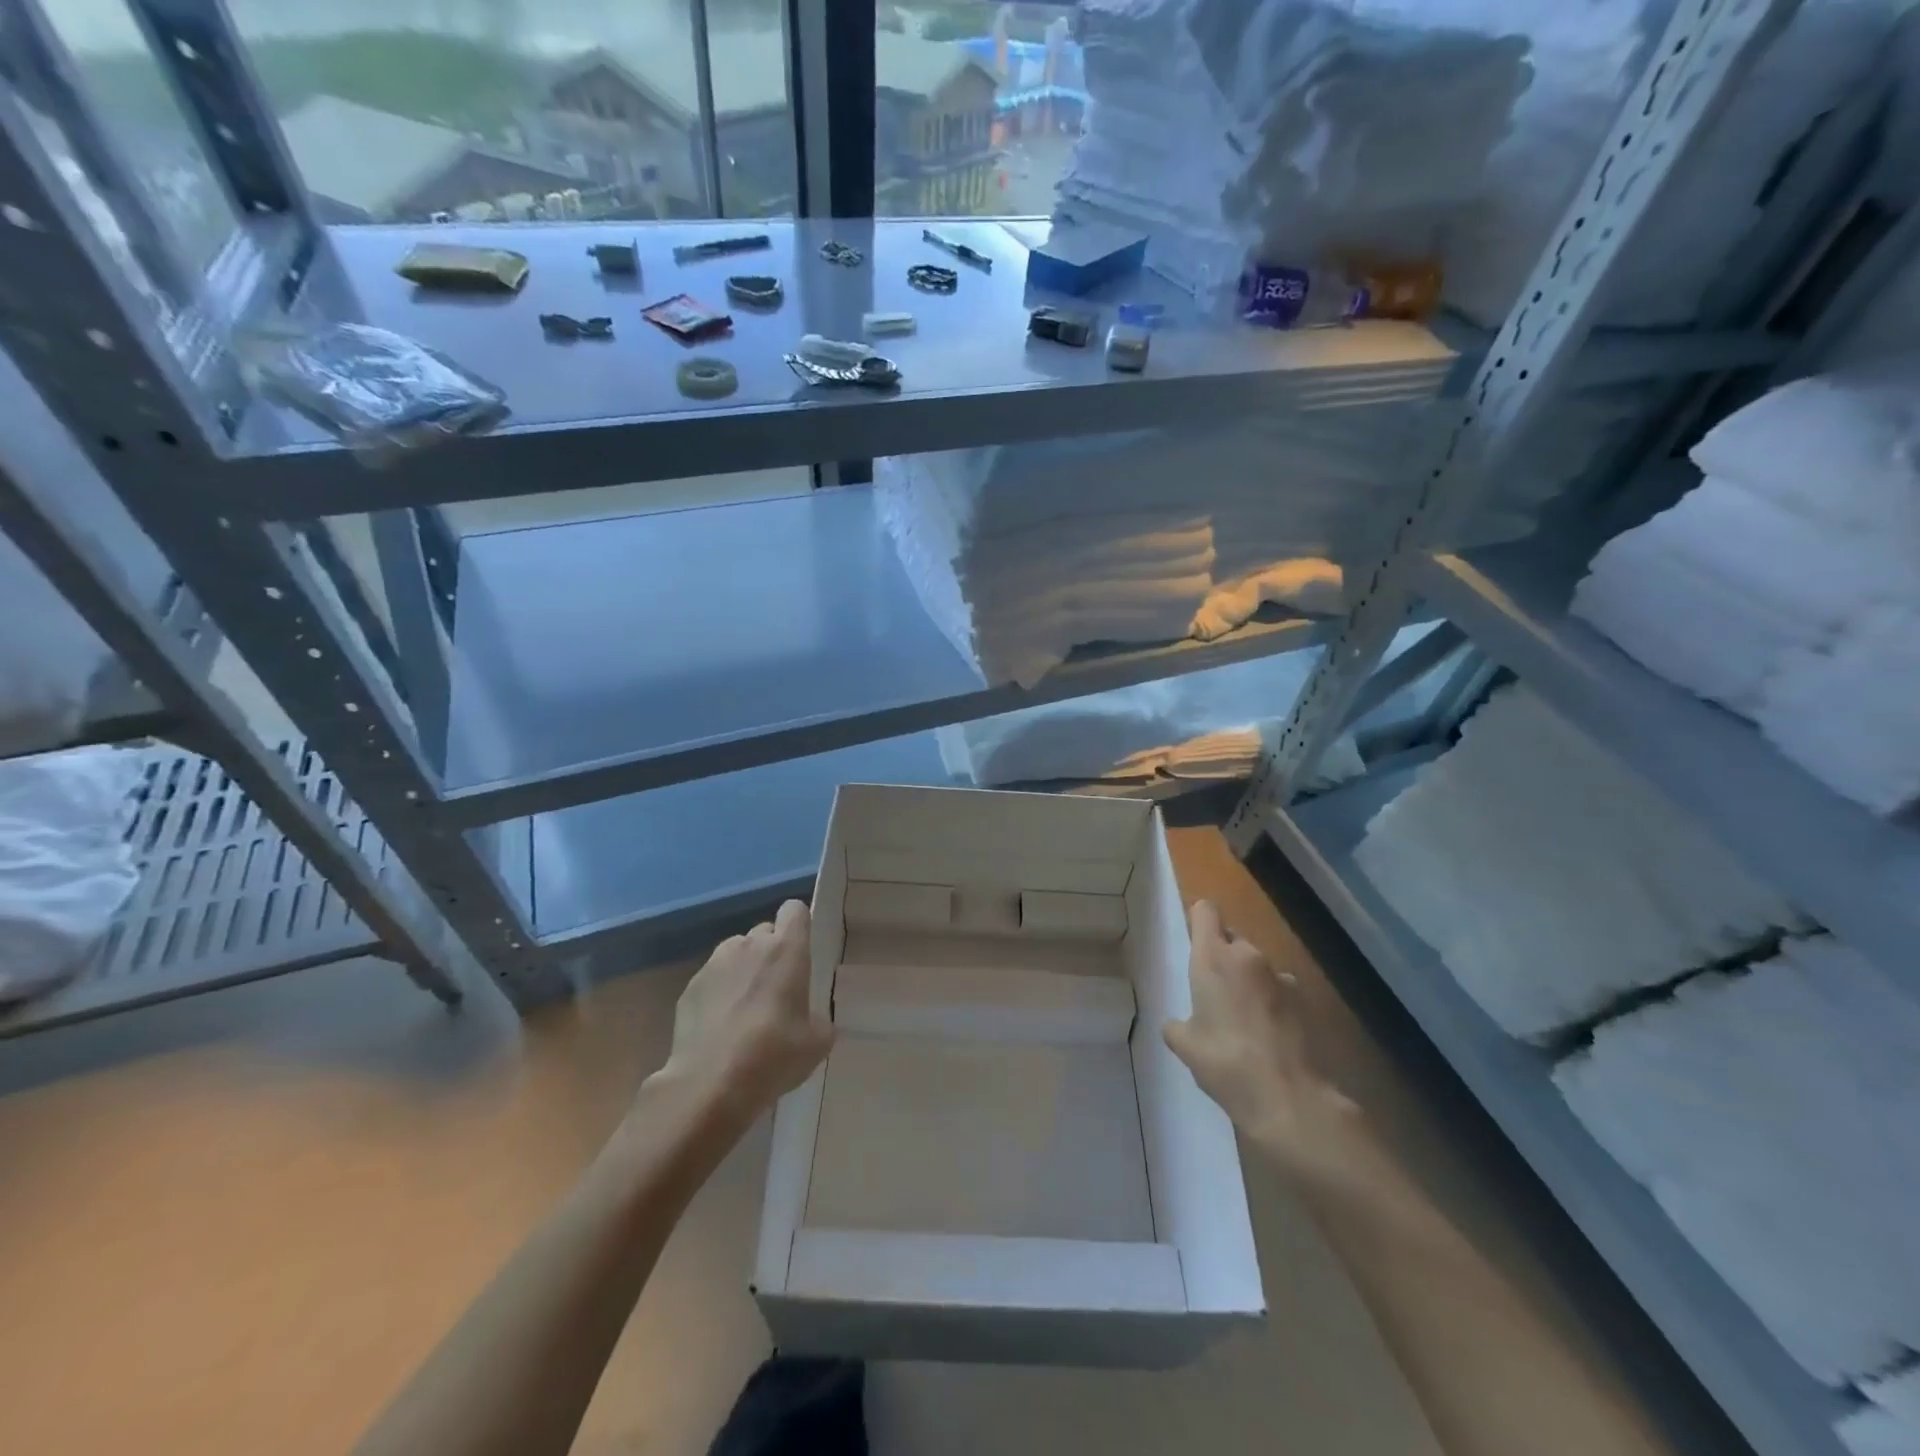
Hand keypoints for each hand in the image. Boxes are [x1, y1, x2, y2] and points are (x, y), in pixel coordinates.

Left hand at [656, 900, 833, 1130]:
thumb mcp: (817, 1042)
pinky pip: (712, 978)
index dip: (799, 925)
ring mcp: (715, 963)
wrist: (709, 1084)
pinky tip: (720, 1027)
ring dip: (744, 969)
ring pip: (736, 952)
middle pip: (765, 931)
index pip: (794, 910)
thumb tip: (810, 1019)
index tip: (802, 951)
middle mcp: (750, 945)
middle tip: (777, 989)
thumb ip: (819, 1019)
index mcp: (787, 949)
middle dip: (772, 952)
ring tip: (745, 1009)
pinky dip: (719, 993)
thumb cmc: (774, 1055)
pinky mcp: (689, 987)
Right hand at [1164, 900, 1359, 1173]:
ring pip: (1256, 965)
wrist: (1287, 1097)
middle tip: (1212, 991)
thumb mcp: (1184, 1044)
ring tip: (1240, 1017)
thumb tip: (1180, 1024)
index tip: (1193, 941)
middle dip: (1222, 956)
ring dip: (1247, 979)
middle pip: (1231, 938)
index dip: (1198, 920)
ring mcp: (1280, 977)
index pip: (1206, 911)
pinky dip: (1269, 1002)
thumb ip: (1177, 1025)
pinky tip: (1266, 1034)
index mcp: (1213, 958)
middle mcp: (1248, 956)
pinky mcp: (1303, 1001)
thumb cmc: (1224, 1061)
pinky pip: (1277, 989)